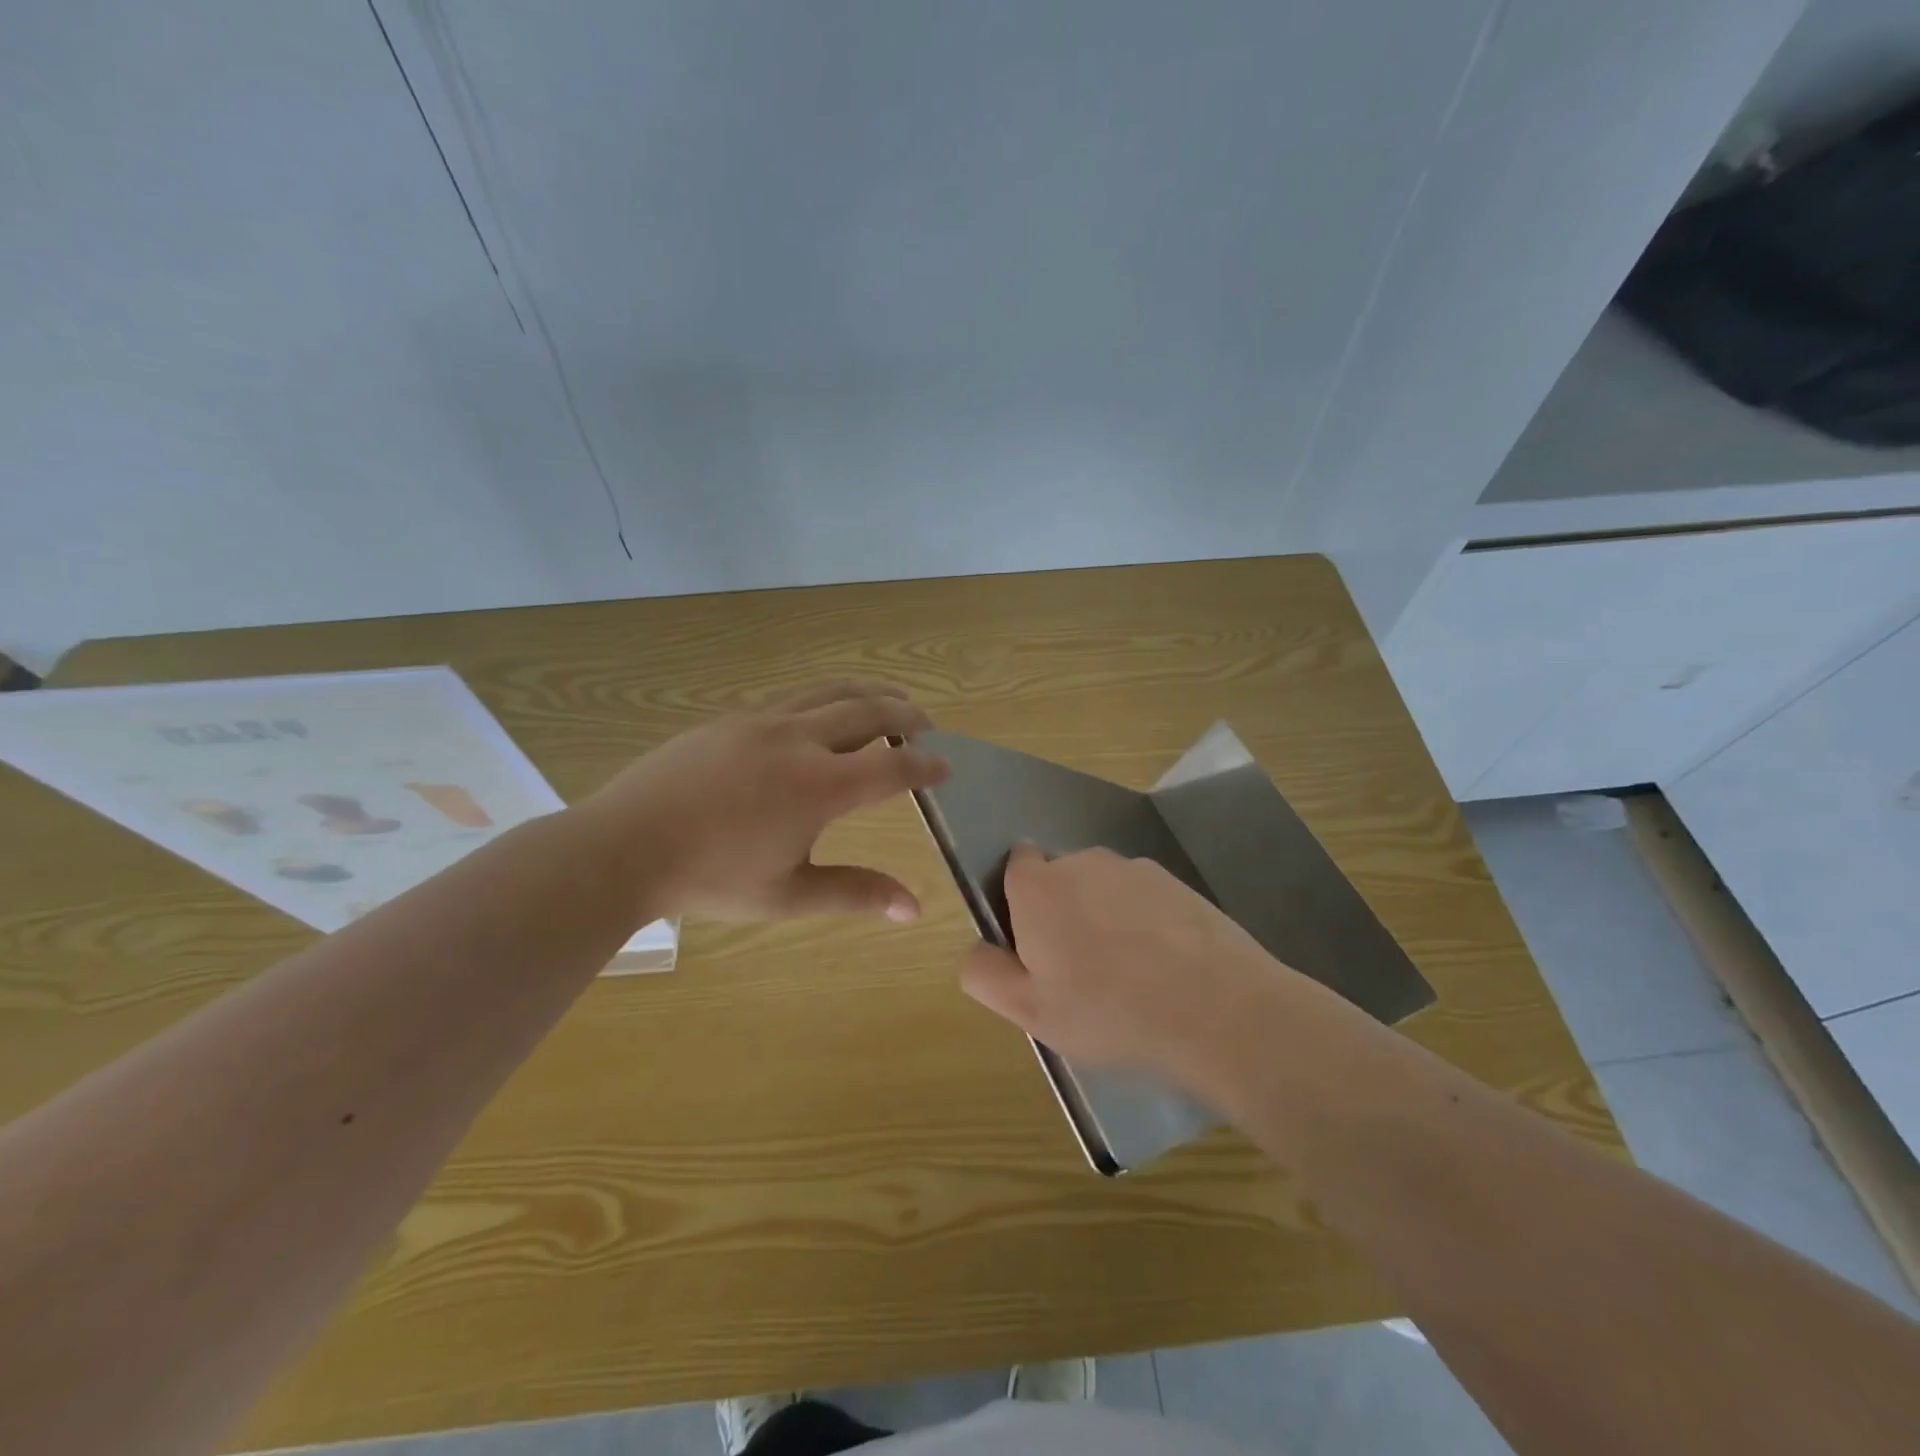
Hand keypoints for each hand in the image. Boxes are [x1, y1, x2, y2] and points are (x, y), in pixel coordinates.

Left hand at [579, 681, 949, 922]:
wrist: (623, 847)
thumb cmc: (709, 878)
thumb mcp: (788, 894)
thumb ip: (855, 893)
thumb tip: (913, 909)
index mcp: (819, 786)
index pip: (891, 768)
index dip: (926, 766)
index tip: (946, 767)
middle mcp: (798, 740)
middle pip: (868, 711)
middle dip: (905, 715)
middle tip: (926, 724)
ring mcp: (762, 721)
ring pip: (830, 691)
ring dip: (868, 693)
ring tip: (888, 699)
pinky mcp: (732, 718)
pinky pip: (794, 696)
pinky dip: (826, 697)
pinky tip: (823, 713)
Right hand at [959, 843, 1294, 1092]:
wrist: (1220, 1012)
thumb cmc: (1110, 1013)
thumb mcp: (1030, 1011)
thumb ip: (985, 974)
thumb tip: (976, 950)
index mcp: (1039, 886)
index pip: (1015, 865)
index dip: (1020, 902)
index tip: (1035, 946)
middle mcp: (1083, 862)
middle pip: (1060, 879)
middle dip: (1062, 913)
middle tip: (1080, 973)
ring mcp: (1135, 869)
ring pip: (1103, 889)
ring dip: (1104, 918)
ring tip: (1129, 976)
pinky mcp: (1178, 883)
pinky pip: (1143, 900)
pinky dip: (1144, 923)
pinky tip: (1164, 968)